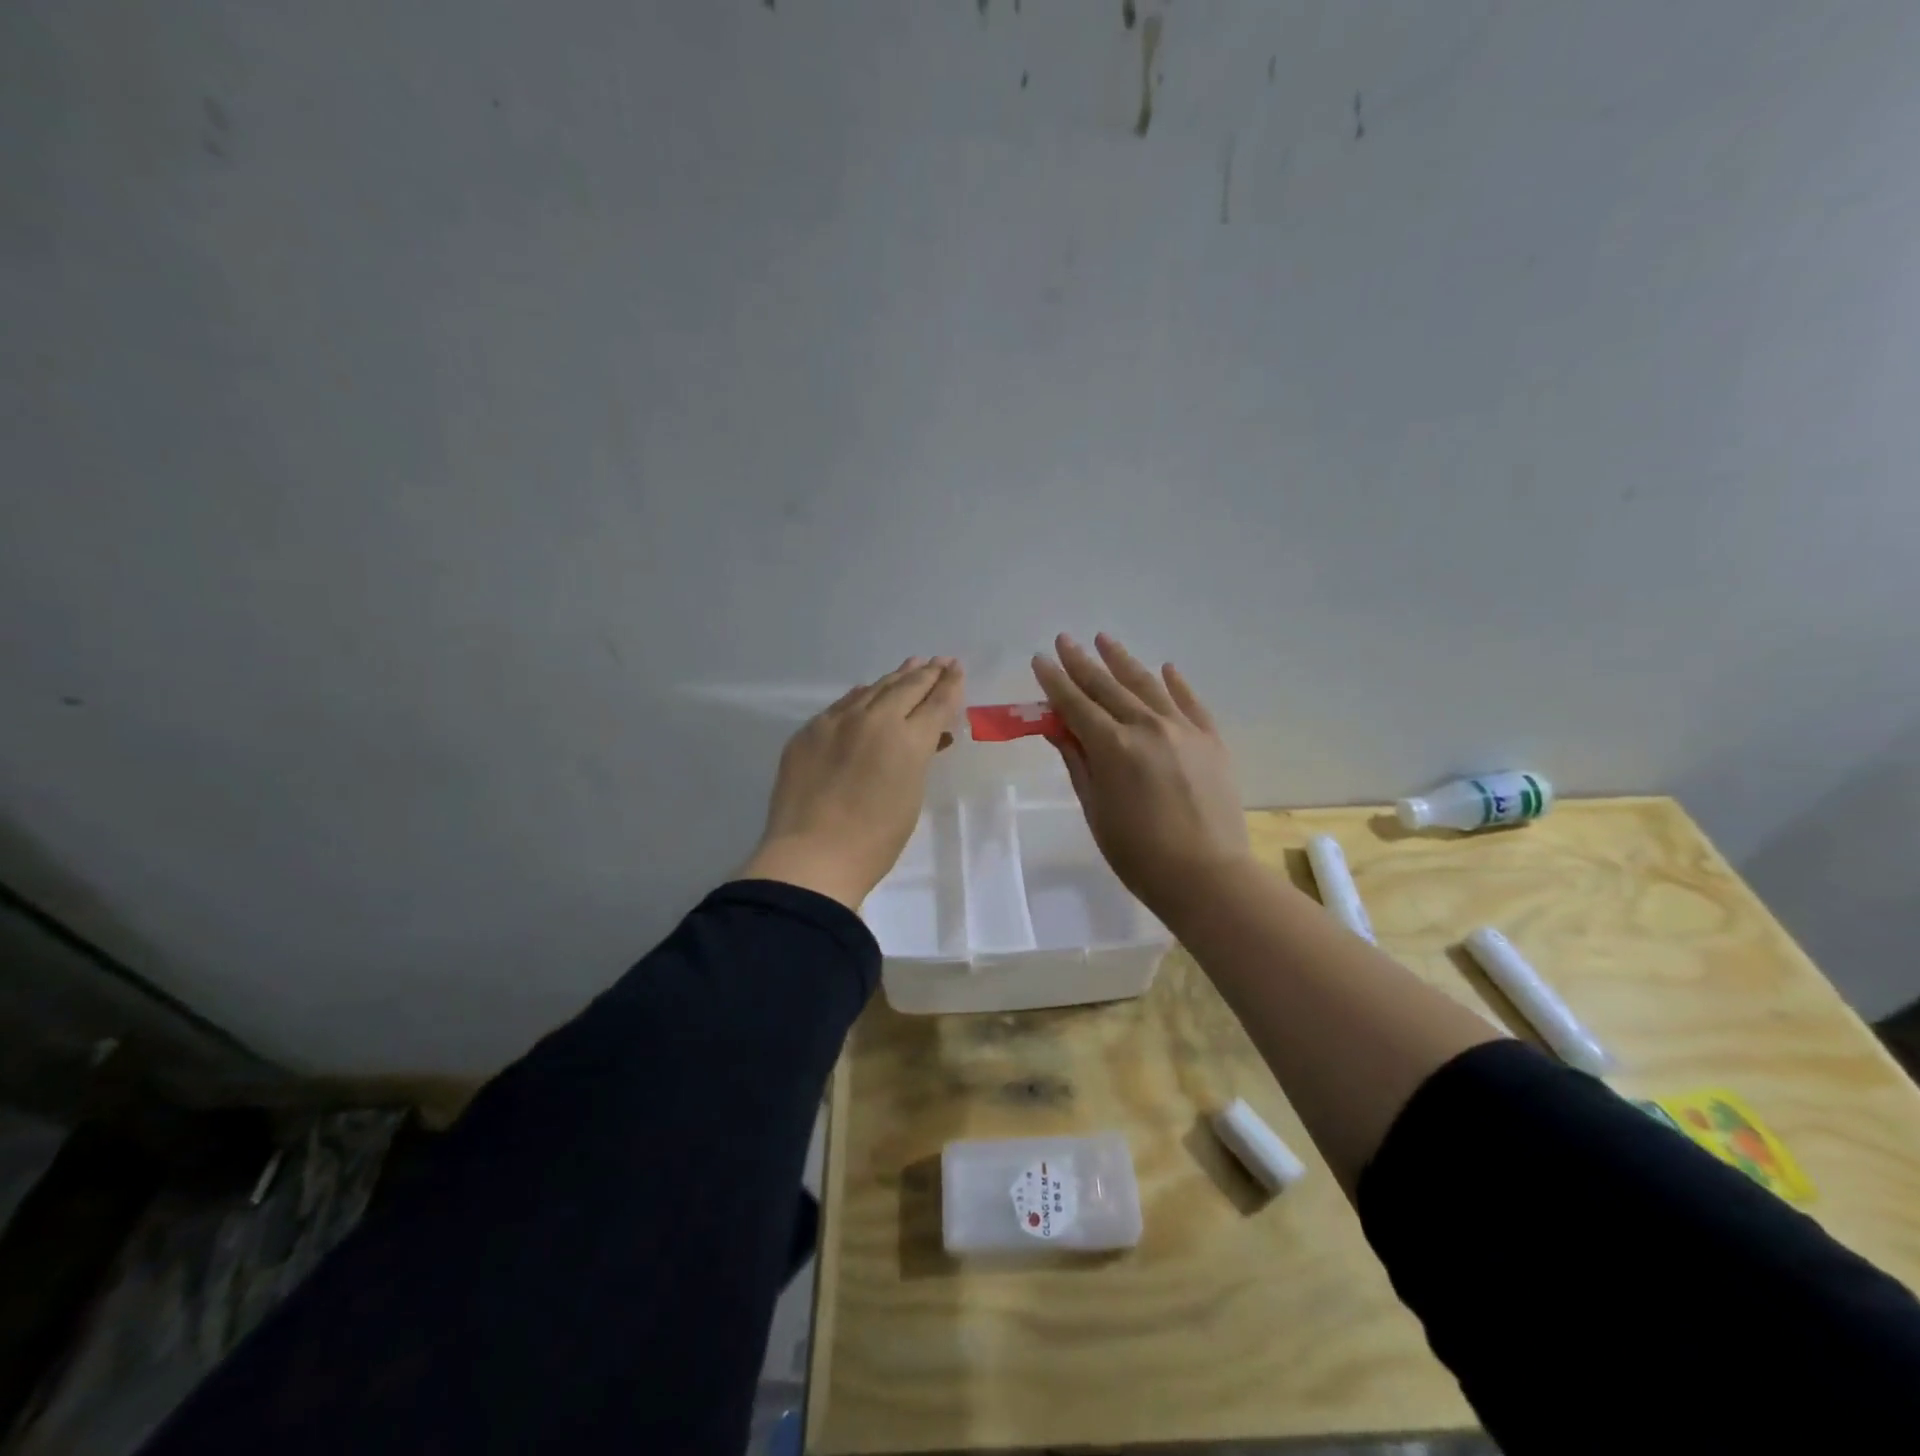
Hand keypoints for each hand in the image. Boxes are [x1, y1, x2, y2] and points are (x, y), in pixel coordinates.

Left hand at [739, 657, 963, 909]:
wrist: (811, 856)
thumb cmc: (874, 841)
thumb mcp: (911, 797)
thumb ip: (919, 758)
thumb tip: (925, 738)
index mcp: (908, 741)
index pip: (935, 703)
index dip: (949, 685)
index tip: (956, 669)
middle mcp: (874, 720)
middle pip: (906, 687)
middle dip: (926, 673)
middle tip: (939, 661)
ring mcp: (837, 722)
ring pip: (872, 690)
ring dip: (895, 678)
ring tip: (911, 665)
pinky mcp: (808, 732)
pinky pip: (841, 704)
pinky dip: (861, 695)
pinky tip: (866, 691)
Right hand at [1032, 633, 1251, 919]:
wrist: (1207, 875)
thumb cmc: (1138, 853)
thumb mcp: (1095, 810)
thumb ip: (1078, 763)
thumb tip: (1058, 728)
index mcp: (1112, 747)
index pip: (1075, 704)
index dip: (1054, 681)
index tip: (1040, 660)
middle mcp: (1146, 727)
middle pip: (1108, 687)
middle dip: (1082, 662)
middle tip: (1065, 640)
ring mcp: (1183, 729)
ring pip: (1147, 685)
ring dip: (1123, 660)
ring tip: (1105, 639)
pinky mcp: (1211, 739)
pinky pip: (1190, 702)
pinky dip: (1175, 683)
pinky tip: (1164, 668)